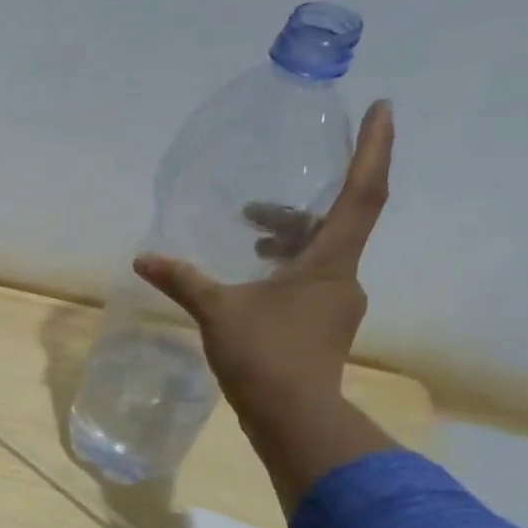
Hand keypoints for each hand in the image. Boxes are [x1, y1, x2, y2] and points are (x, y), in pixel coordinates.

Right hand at [134, 100, 398, 509]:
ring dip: (288, 242)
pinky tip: (251, 285)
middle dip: (297, 209)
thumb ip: (182, 281)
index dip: (374, 150)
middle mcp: (343, 279)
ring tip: (248, 241)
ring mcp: (336, 307)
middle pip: (334, 225)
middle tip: (254, 206)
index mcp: (329, 263)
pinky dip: (285, 271)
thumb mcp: (217, 311)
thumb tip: (143, 258)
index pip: (362, 194)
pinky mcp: (323, 329)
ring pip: (319, 258)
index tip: (384, 108)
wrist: (294, 419)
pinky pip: (310, 284)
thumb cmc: (265, 355)